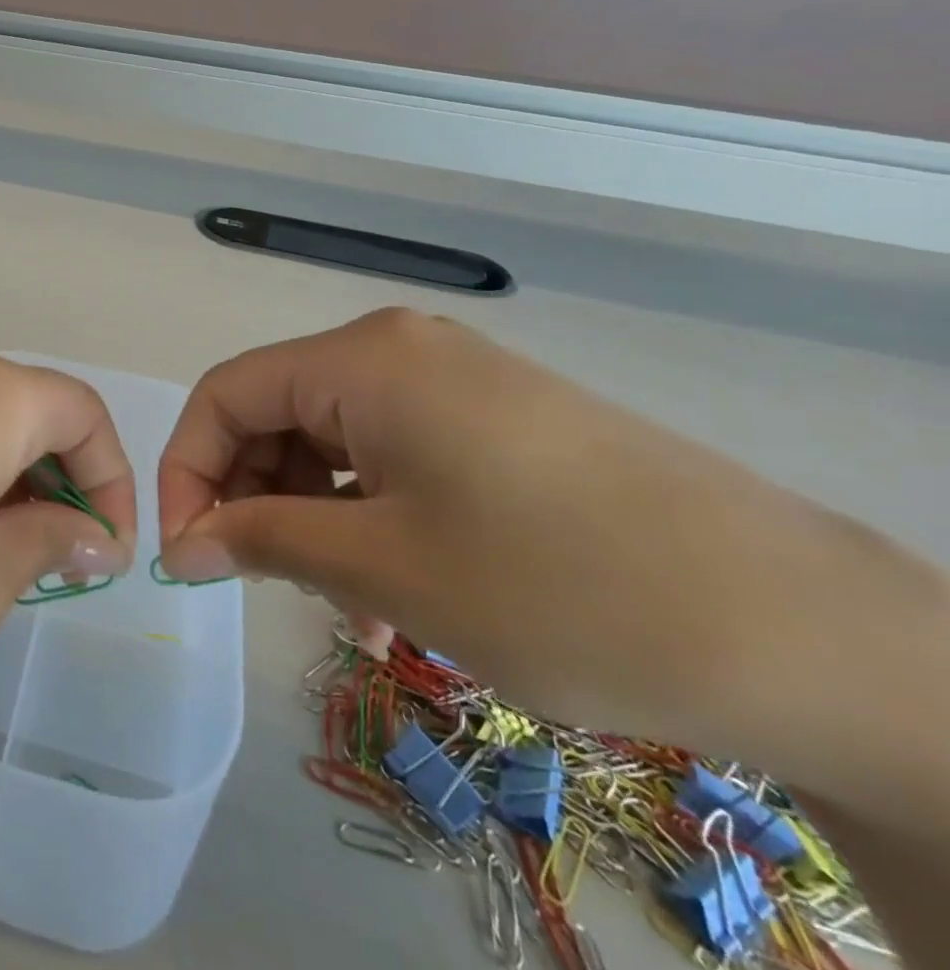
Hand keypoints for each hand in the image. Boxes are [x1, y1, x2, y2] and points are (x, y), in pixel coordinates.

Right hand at [156, 309, 946, 762]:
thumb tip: (179, 546)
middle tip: (257, 585)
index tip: (186, 556)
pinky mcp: (495, 422)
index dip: (188, 470)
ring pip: (334, 441)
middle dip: (252, 498)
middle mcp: (399, 351)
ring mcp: (453, 383)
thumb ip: (259, 541)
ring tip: (336, 607)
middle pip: (278, 413)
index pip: (225, 394)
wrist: (802, 631)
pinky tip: (389, 589)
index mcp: (361, 359)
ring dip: (311, 517)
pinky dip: (368, 514)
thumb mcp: (382, 568)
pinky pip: (392, 455)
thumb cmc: (555, 586)